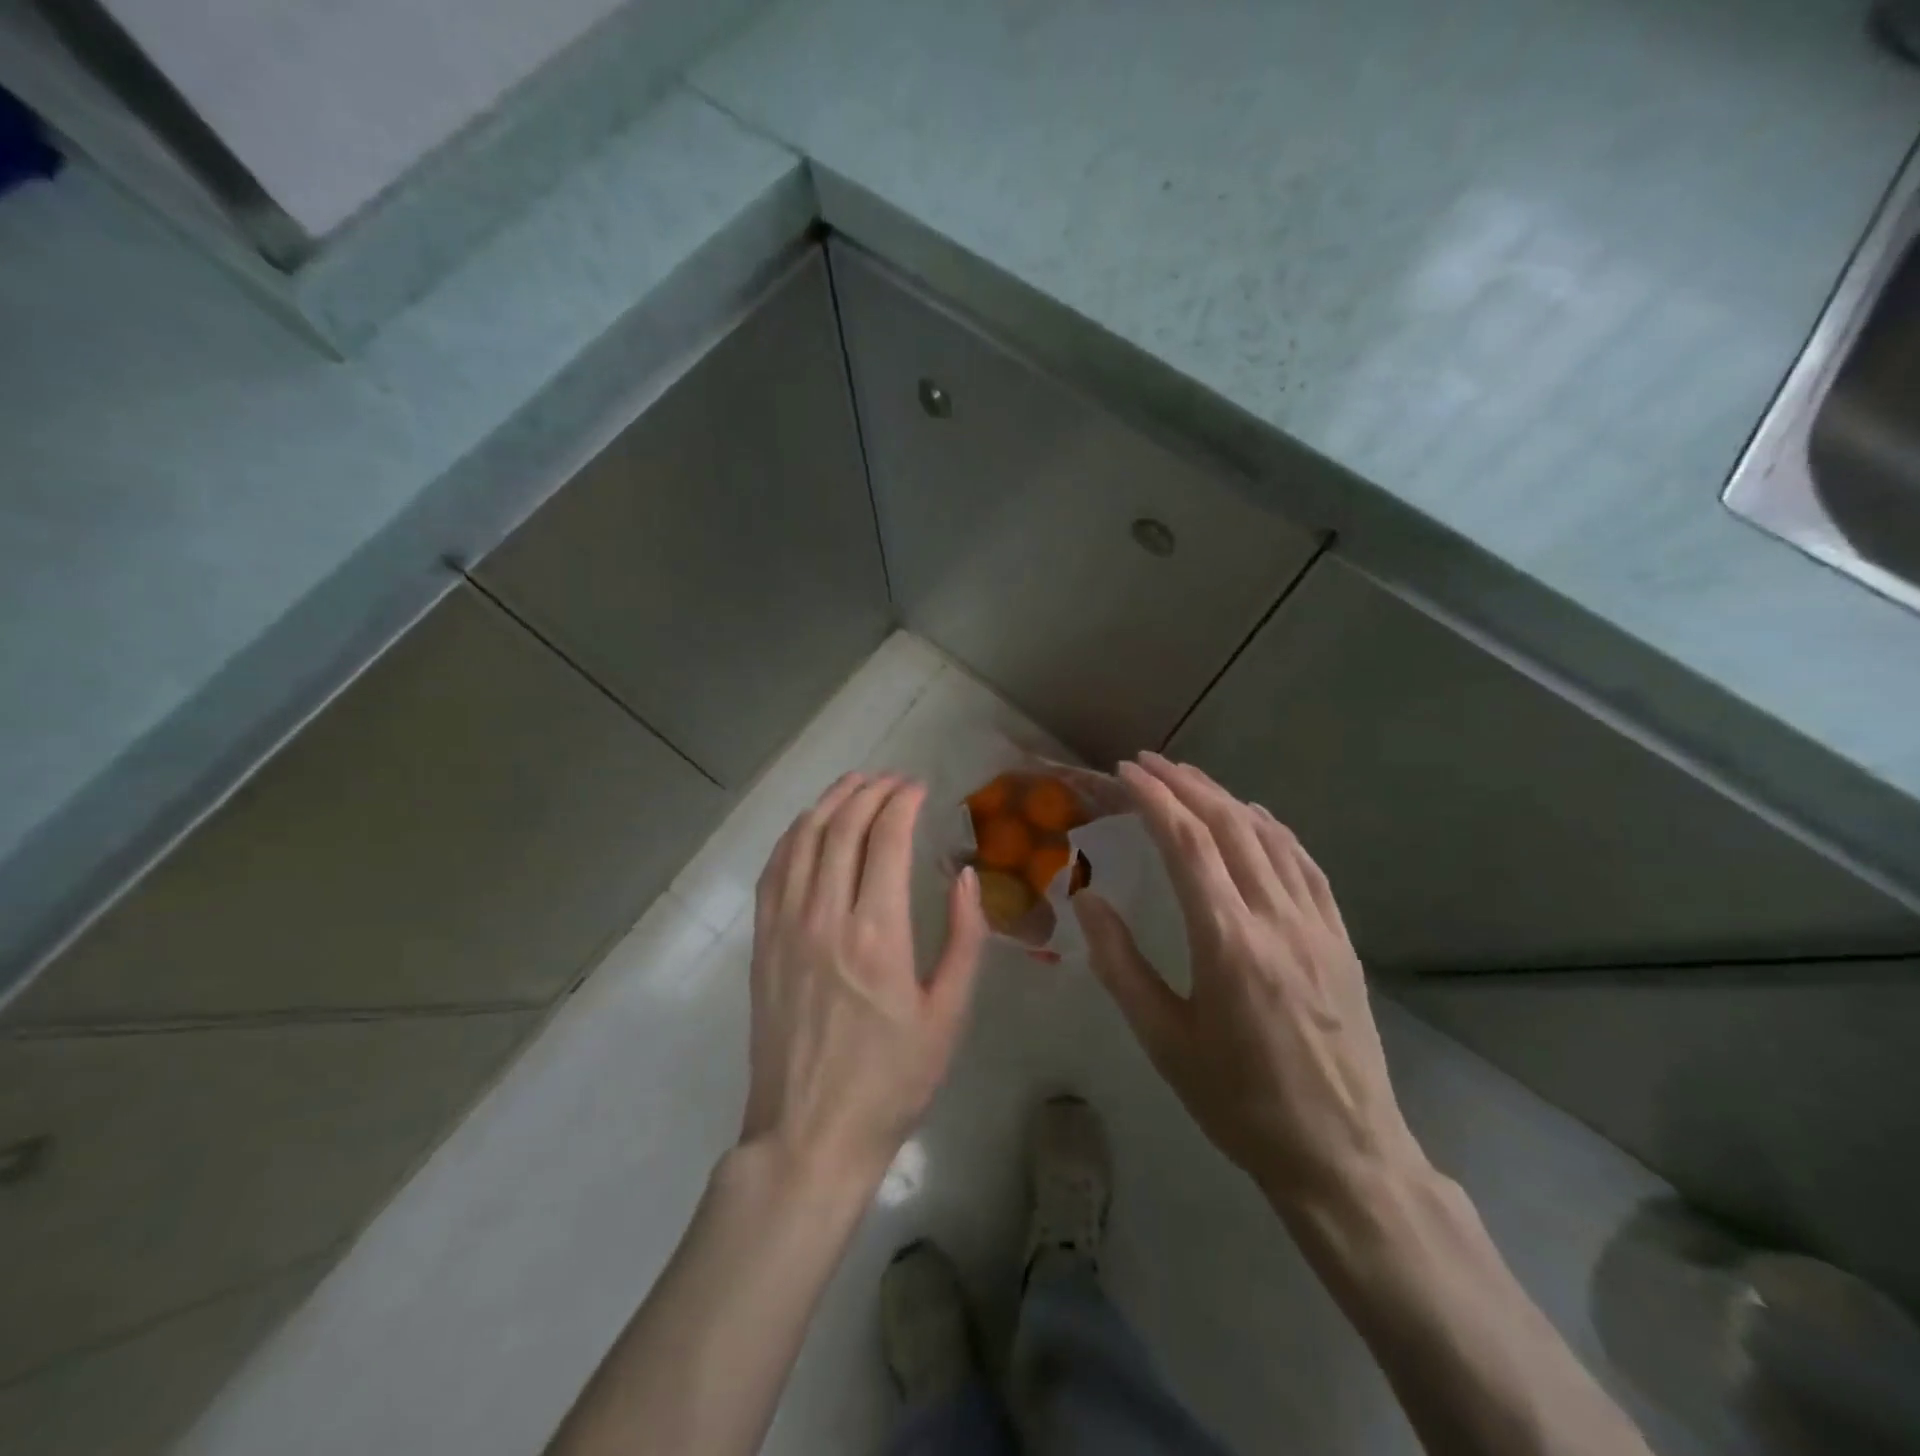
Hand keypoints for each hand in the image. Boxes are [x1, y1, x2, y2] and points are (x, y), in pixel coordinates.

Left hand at [741, 773, 987, 1190]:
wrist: (810, 1134)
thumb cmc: (891, 1081)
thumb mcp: (948, 1016)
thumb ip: (963, 939)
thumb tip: (965, 876)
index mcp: (878, 933)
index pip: (886, 838)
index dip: (902, 801)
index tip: (919, 787)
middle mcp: (825, 916)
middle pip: (842, 827)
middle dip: (869, 791)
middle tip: (893, 779)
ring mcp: (786, 927)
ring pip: (803, 839)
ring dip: (830, 802)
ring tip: (854, 783)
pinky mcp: (763, 943)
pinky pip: (774, 870)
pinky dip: (794, 835)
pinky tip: (809, 825)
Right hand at [1072, 754, 1425, 1217]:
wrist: (1341, 1153)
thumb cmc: (1238, 1102)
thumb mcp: (1164, 1040)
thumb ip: (1120, 963)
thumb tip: (1086, 899)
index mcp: (1228, 943)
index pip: (1188, 845)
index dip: (1155, 799)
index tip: (1126, 772)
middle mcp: (1277, 919)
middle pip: (1230, 826)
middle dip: (1186, 784)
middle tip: (1148, 762)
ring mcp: (1317, 925)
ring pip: (1270, 836)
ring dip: (1226, 798)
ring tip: (1190, 780)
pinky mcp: (1340, 938)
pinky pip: (1305, 864)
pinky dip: (1273, 829)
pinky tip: (1255, 819)